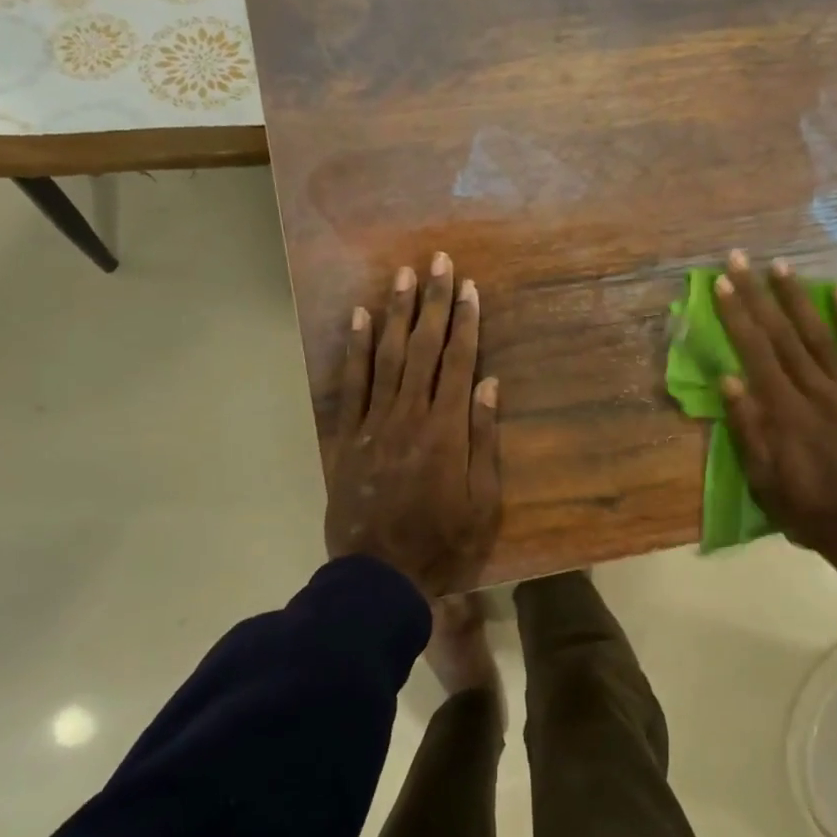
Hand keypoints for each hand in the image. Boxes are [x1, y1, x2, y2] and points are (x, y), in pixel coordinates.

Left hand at [324, 254, 501, 596]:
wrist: (380, 575)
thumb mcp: (482, 500)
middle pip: (424, 348)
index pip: (459, 362)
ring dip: (396, 314)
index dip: (466, 321)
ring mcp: (374, 423)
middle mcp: (410, 415)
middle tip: (437, 261)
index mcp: (447, 430)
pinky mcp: (347, 436)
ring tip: (401, 275)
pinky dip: (354, 349)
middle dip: (433, 302)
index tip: (469, 286)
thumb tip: (489, 385)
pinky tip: (357, 317)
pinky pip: (351, 384)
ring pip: (387, 356)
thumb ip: (484, 440)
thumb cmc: (443, 542)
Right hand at [711, 250, 836, 576]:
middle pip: (783, 335)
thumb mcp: (764, 479)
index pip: (756, 353)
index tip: (723, 285)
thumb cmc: (807, 509)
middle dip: (759, 295)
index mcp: (785, 414)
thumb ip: (747, 428)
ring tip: (781, 266)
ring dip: (799, 298)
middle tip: (742, 260)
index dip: (737, 316)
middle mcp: (816, 392)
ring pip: (820, 336)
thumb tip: (728, 379)